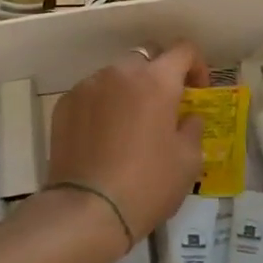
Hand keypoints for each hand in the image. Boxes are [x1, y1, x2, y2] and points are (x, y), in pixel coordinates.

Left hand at [47, 44, 207, 245]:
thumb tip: (187, 117)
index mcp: (157, 80)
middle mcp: (121, 72)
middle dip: (159, 75)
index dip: (196, 66)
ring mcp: (88, 86)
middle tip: (164, 108)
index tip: (197, 91)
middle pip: (146, 57)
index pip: (183, 50)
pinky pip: (92, 94)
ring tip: (130, 125)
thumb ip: (192, 128)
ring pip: (116, 75)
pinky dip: (103, 106)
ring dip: (129, 90)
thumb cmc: (147, 185)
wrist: (86, 211)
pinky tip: (103, 138)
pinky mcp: (65, 104)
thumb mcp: (188, 161)